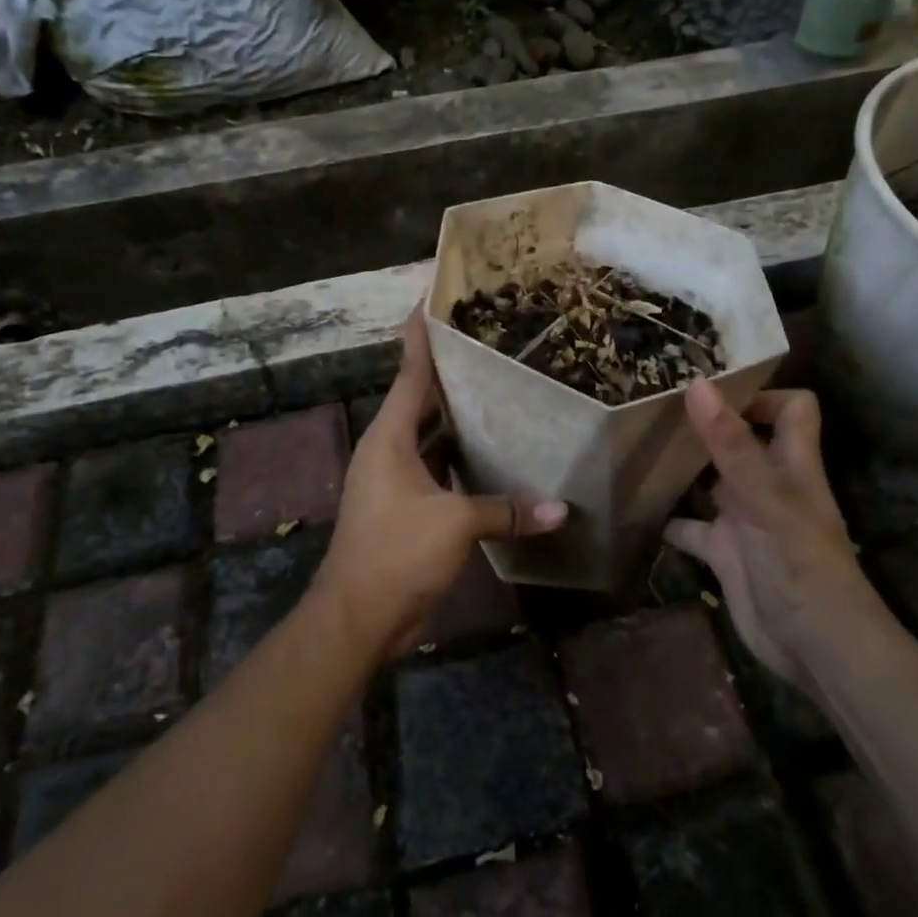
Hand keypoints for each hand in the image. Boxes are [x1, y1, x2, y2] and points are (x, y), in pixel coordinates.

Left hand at [320, 311, 565, 660]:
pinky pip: (439, 469)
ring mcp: (396, 481)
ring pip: (433, 436)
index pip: (409, 372)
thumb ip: (506, 510)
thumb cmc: (396, 552)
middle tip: (490, 345)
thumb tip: (560, 510)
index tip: (434, 299)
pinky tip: (495, 455)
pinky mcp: (408, 508)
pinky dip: (463, 459)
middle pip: (423, 400)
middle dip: (451, 374)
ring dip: (460, 419)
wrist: (357, 617)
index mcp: (389, 437)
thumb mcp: (454, 523)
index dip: (421, 335)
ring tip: (501, 392)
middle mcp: (389, 450)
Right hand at [664, 381, 877, 683]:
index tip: (711, 390)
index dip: (761, 395)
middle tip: (655, 408)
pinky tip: (638, 510)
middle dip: (705, 425)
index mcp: (790, 463)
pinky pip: (690, 527)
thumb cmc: (799, 563)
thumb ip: (730, 444)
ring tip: (638, 449)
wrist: (814, 645)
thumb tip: (696, 384)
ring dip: (681, 470)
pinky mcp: (724, 553)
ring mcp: (744, 519)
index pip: (792, 409)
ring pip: (709, 481)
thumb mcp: (764, 497)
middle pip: (740, 440)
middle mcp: (767, 484)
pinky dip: (668, 519)